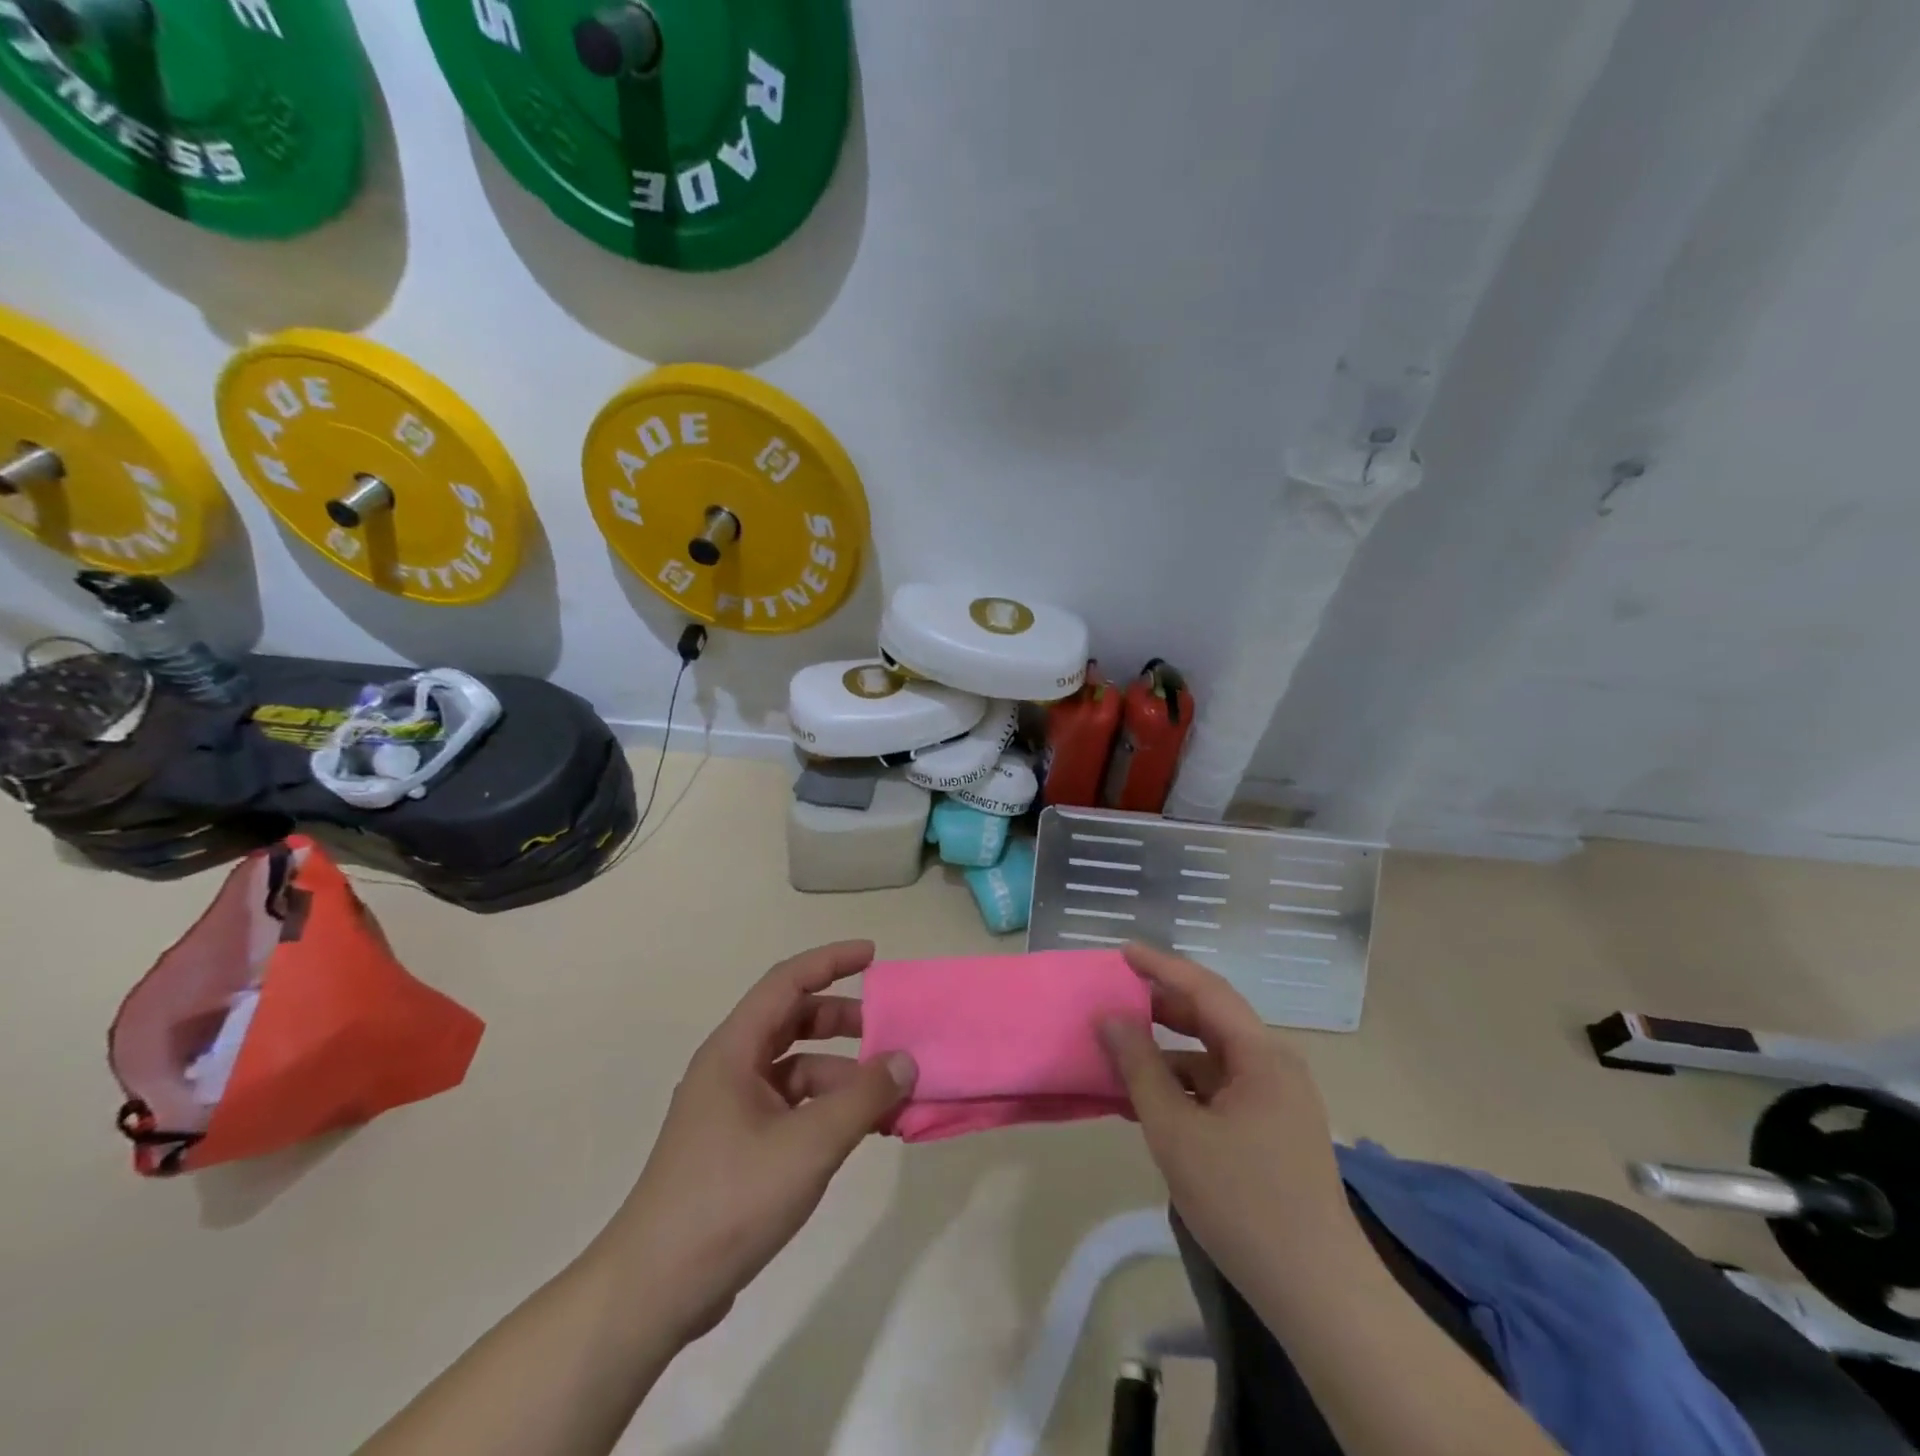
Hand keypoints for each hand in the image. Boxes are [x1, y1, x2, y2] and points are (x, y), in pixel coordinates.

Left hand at [602, 941, 916, 1341]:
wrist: (654, 1291)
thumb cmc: (729, 1200)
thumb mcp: (808, 1145)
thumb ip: (863, 1098)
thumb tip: (905, 1060)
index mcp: (733, 1051)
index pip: (786, 982)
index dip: (830, 961)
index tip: (873, 956)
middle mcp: (730, 1069)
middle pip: (793, 1022)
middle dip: (843, 1021)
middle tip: (890, 1031)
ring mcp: (732, 1110)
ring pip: (796, 1069)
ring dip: (842, 1074)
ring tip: (890, 1096)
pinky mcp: (739, 1146)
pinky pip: (793, 1106)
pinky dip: (828, 1108)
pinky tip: (862, 1131)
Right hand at [1098, 943, 1360, 1295]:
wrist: (1319, 1294)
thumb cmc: (1244, 1202)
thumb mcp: (1177, 1132)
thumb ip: (1140, 1068)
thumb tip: (1110, 1019)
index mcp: (1261, 1055)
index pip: (1206, 989)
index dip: (1161, 966)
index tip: (1122, 952)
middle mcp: (1275, 1065)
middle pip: (1212, 1018)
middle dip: (1162, 1006)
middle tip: (1115, 999)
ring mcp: (1278, 1098)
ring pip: (1214, 1056)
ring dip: (1168, 1052)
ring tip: (1121, 1055)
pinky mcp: (1274, 1128)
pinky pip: (1221, 1087)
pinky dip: (1185, 1085)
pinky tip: (1150, 1101)